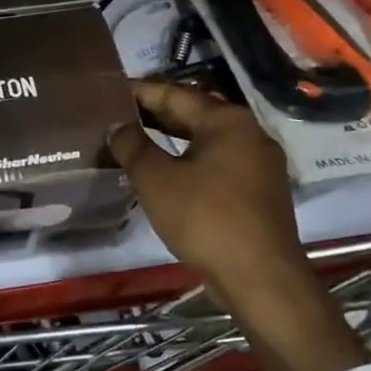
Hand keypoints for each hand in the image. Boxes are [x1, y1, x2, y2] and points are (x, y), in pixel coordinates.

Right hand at [108, 81, 366, 370]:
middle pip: (194, 114)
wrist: (260, 278)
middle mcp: (249, 133)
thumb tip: (117, 126)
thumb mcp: (156, 180)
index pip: (175, 94)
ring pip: (205, 141)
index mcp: (227, 121)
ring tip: (134, 142)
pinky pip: (217, 163)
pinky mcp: (259, 191)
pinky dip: (188, 160)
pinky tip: (165, 173)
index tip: (109, 93)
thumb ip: (133, 146)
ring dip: (171, 139)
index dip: (140, 92)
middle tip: (116, 116)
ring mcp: (259, 163)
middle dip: (154, 115)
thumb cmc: (205, 219)